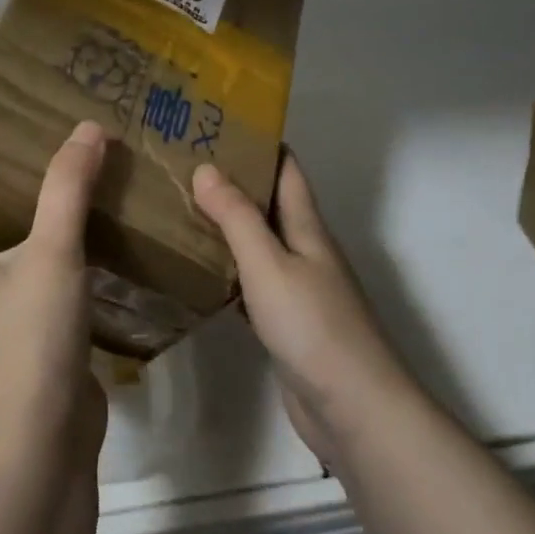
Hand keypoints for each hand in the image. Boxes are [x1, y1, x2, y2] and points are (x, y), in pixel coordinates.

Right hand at [192, 153, 415, 465]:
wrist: (353, 409)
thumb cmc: (313, 326)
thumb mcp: (270, 264)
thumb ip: (237, 217)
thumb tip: (206, 167)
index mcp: (307, 227)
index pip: (287, 170)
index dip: (261, 144)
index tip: (220, 124)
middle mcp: (305, 251)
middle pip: (270, 204)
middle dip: (234, 182)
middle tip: (184, 164)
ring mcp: (298, 289)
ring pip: (259, 244)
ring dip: (228, 226)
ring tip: (181, 208)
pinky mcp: (286, 324)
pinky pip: (252, 285)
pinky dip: (228, 271)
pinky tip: (199, 273)